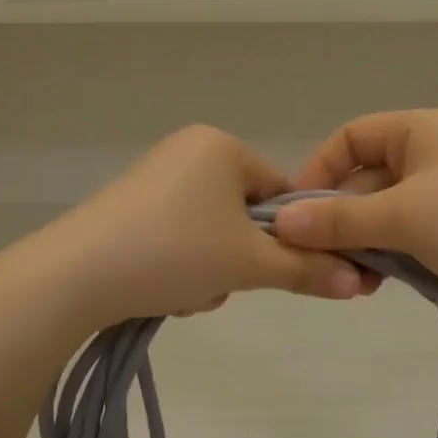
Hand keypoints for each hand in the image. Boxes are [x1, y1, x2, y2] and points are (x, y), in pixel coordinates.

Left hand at [30, 125, 364, 328]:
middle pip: (245, 214)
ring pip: (212, 231)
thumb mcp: (249, 264)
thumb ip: (308, 270)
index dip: (290, 236)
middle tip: (222, 284)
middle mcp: (187, 150)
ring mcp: (154, 178)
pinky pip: (179, 234)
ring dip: (213, 268)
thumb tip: (362, 284)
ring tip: (189, 291)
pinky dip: (181, 264)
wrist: (75, 275)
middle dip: (241, 258)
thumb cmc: (175, 252)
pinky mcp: (128, 206)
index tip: (280, 271)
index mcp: (221, 146)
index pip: (282, 191)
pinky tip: (162, 289)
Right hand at [272, 109, 437, 323]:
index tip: (298, 215)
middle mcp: (433, 153)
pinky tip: (378, 282)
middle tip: (324, 259)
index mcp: (422, 130)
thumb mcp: (403, 217)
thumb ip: (339, 219)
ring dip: (362, 242)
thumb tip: (281, 222)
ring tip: (354, 279)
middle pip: (365, 178)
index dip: (319, 171)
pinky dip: (389, 254)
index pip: (351, 137)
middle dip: (340, 218)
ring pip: (384, 212)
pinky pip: (408, 234)